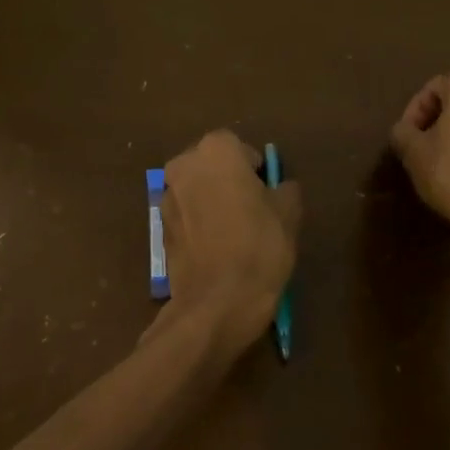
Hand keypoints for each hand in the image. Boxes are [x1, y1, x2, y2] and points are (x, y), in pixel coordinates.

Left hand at [152, 131, 302, 356]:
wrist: (217, 302)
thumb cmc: (259, 246)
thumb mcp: (289, 213)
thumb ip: (285, 188)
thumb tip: (280, 187)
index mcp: (216, 150)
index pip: (240, 148)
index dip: (256, 169)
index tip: (267, 193)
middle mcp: (184, 165)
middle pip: (212, 165)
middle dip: (229, 180)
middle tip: (252, 210)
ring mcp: (167, 197)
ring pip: (197, 189)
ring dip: (212, 201)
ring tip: (234, 232)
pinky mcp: (160, 228)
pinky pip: (186, 215)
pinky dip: (199, 223)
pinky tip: (216, 248)